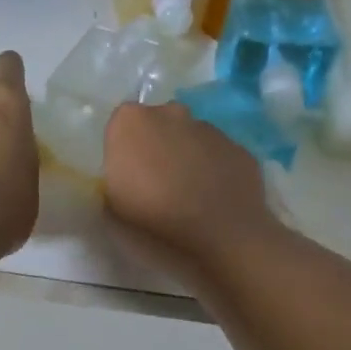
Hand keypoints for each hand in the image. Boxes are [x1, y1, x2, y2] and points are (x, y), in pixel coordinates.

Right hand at [103, 102, 274, 278]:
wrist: (219, 236)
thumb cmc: (153, 220)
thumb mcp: (111, 205)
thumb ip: (114, 179)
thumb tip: (127, 175)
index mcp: (131, 122)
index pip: (120, 124)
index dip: (123, 149)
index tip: (127, 175)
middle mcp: (170, 113)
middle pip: (157, 124)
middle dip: (156, 145)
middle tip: (155, 183)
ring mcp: (209, 128)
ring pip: (190, 137)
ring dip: (186, 157)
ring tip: (188, 195)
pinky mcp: (239, 148)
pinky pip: (218, 155)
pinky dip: (214, 170)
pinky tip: (213, 199)